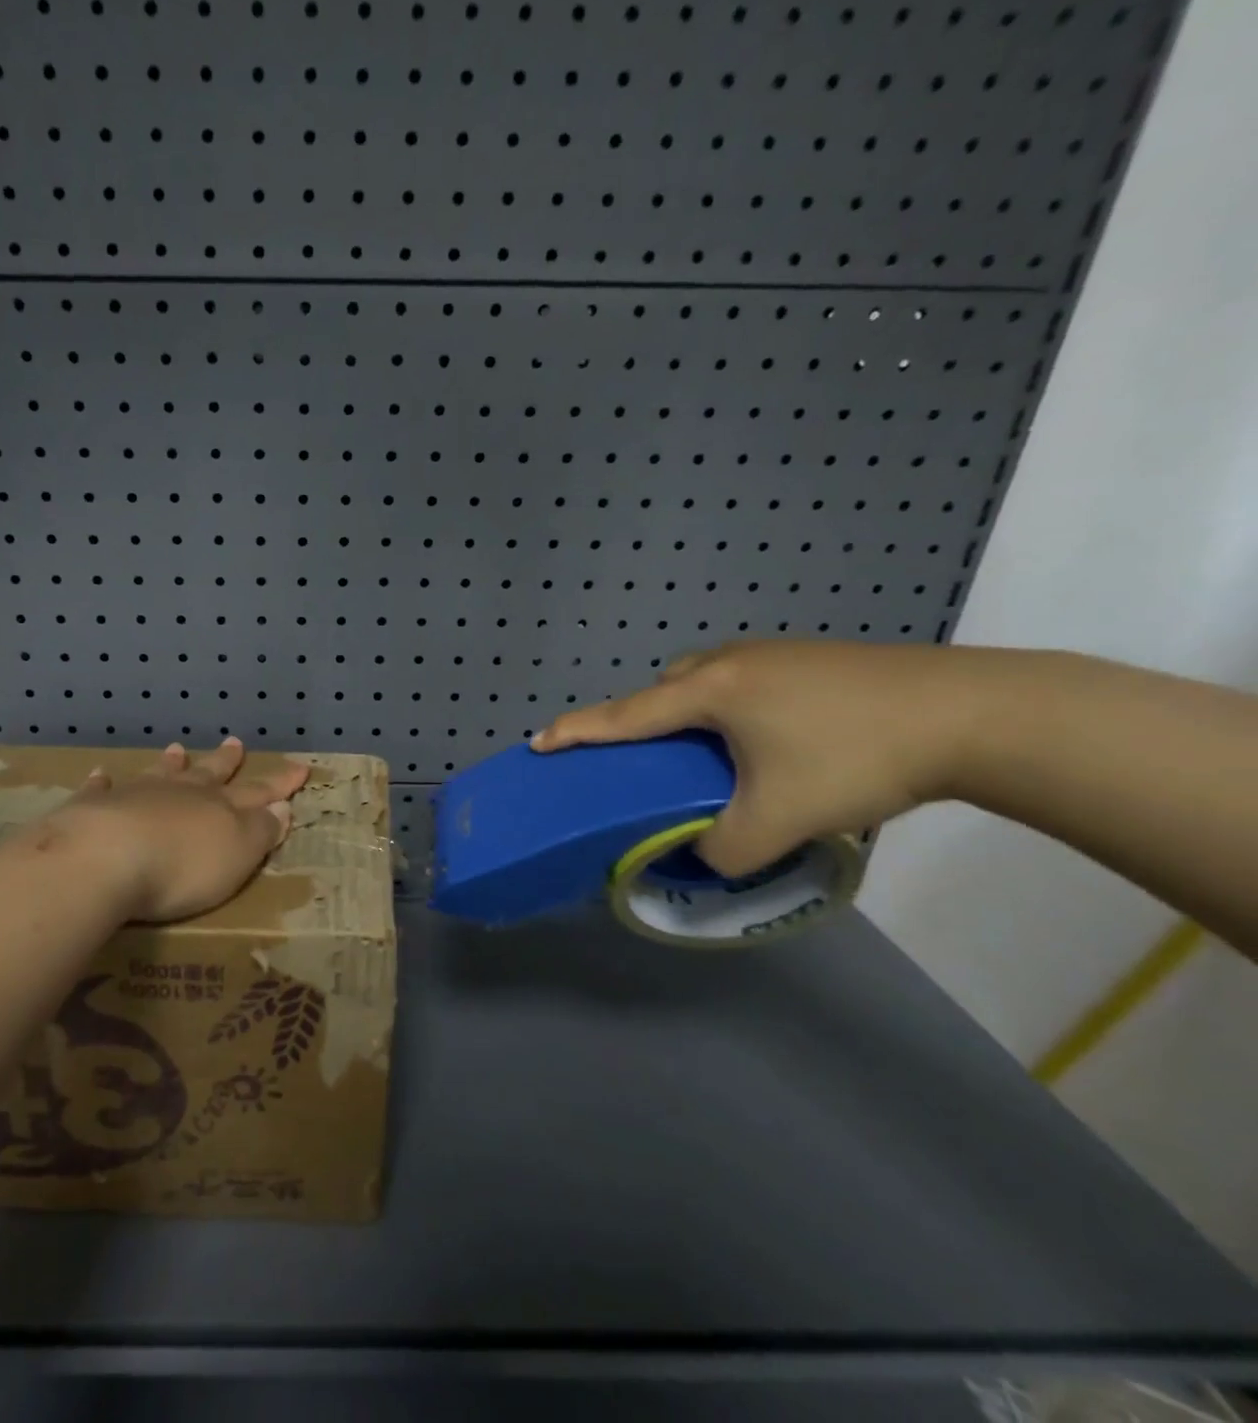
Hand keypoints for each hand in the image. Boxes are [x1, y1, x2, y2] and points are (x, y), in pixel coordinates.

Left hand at [53, 737, 310, 923]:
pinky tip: (100, 774)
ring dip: (171, 763)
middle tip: (235, 742)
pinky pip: (101, 789)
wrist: (107, 858)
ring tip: (176, 748)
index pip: (258, 792)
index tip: (300, 767)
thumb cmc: (183, 866)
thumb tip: (282, 807)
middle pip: (208, 774)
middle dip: (225, 762)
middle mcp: (181, 794)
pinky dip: (102, 782)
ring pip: (159, 774)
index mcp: (220, 808)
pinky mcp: (94, 808)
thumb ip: (261, 831)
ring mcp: (136, 796)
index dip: (280, 784)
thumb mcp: (238, 854)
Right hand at [531, 640, 988, 875]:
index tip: (538, 740)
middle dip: (642, 721)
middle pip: (663, 690)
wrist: (974, 712)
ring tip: (708, 756)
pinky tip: (763, 741)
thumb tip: (704, 857)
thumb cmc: (857, 756)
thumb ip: (724, 849)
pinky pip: (740, 683)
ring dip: (689, 714)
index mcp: (709, 692)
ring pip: (704, 683)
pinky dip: (728, 710)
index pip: (625, 715)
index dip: (578, 731)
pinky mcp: (808, 660)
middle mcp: (729, 662)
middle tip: (648, 763)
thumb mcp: (780, 819)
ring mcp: (772, 655)